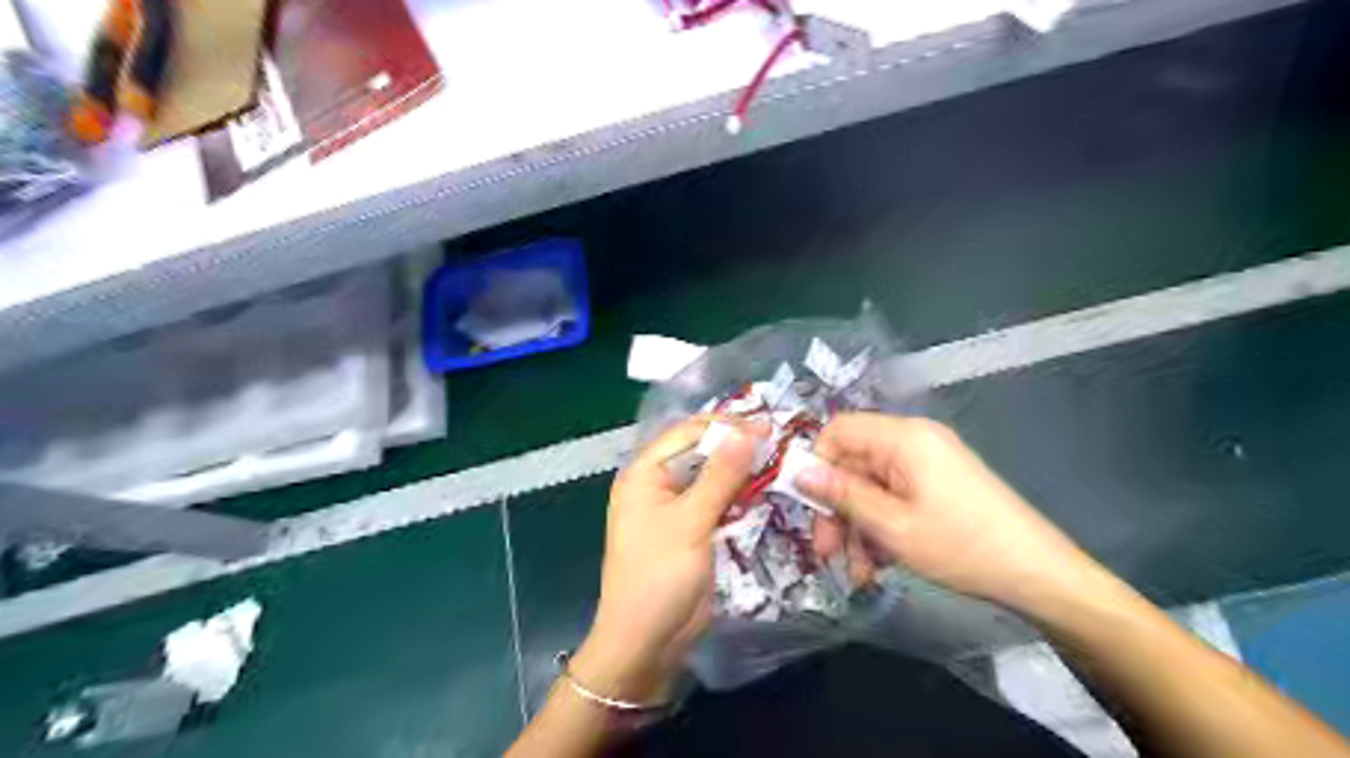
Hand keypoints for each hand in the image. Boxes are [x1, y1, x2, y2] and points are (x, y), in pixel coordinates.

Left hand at [570, 418, 757, 700]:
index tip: (767, 426)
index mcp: (645, 473)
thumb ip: (720, 475)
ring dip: (742, 470)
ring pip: (713, 477)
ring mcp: (677, 507)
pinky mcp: (693, 529)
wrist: (646, 641)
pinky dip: (740, 495)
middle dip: (736, 446)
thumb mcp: (690, 521)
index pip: (687, 433)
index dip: (726, 427)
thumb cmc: (659, 574)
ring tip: (780, 461)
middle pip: (701, 452)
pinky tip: (767, 489)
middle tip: (779, 441)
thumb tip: (747, 431)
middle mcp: (659, 483)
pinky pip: (718, 502)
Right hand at [798, 411, 1094, 613]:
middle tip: (828, 552)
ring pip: (871, 485)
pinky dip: (881, 525)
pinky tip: (881, 563)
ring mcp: (928, 461)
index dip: (817, 463)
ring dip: (858, 525)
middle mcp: (914, 439)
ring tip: (859, 570)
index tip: (809, 507)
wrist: (1039, 575)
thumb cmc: (961, 547)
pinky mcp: (938, 482)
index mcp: (903, 437)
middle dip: (837, 507)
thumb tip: (798, 472)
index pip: (838, 430)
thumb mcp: (892, 526)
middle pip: (853, 462)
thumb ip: (841, 494)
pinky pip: (894, 495)